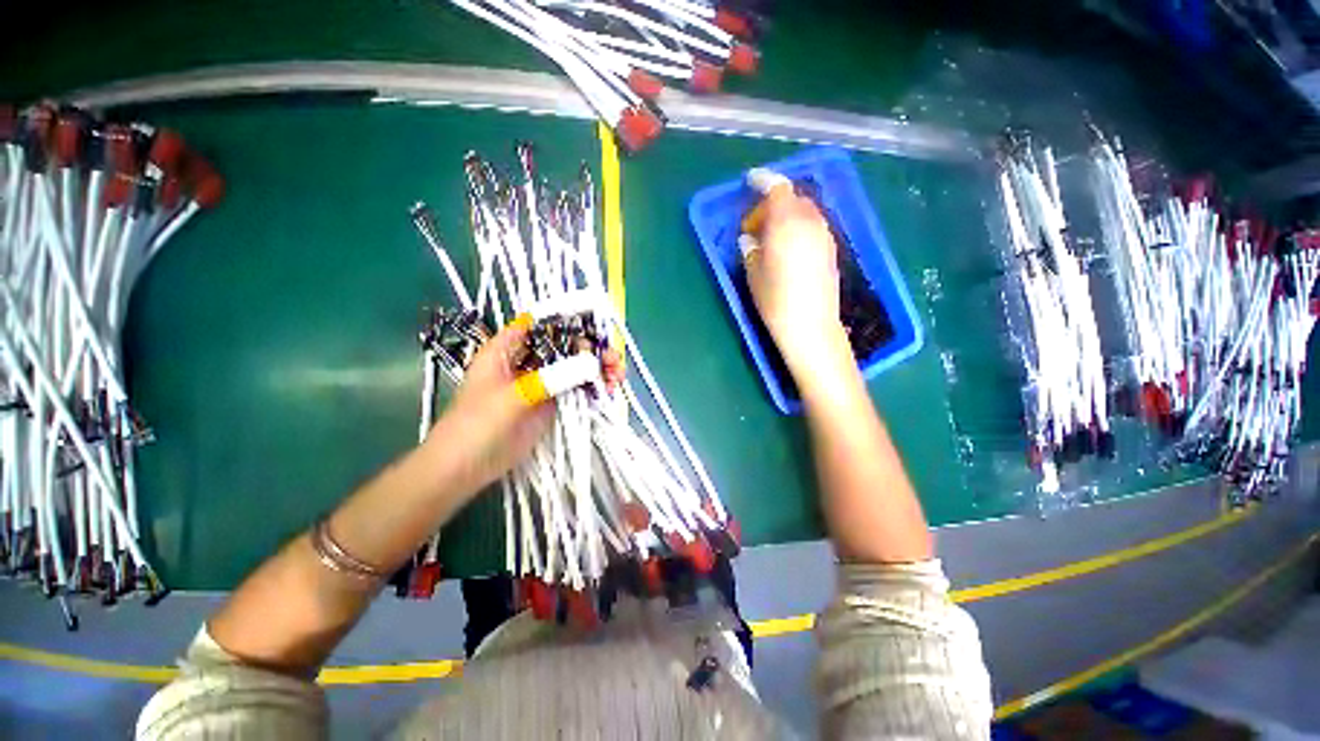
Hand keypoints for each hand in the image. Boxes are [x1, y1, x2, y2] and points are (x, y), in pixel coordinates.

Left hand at [427, 319, 623, 493]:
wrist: (466, 467)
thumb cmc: (477, 424)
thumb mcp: (513, 397)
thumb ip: (552, 378)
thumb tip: (591, 363)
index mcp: (508, 348)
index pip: (541, 323)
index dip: (568, 317)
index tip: (597, 322)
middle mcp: (527, 360)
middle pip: (565, 344)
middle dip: (592, 348)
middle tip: (614, 360)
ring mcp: (541, 382)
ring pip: (575, 366)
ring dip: (598, 368)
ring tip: (617, 377)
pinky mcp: (551, 402)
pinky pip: (577, 388)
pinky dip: (594, 387)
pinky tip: (609, 391)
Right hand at [744, 187, 848, 370]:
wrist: (810, 325)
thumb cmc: (775, 299)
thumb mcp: (753, 273)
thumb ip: (750, 248)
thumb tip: (749, 238)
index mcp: (787, 222)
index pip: (777, 188)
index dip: (763, 180)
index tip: (750, 180)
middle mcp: (810, 222)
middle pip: (793, 198)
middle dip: (773, 202)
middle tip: (755, 223)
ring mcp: (824, 235)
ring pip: (805, 212)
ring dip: (787, 215)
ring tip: (770, 237)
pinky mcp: (831, 250)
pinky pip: (813, 227)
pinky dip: (799, 227)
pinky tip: (787, 248)